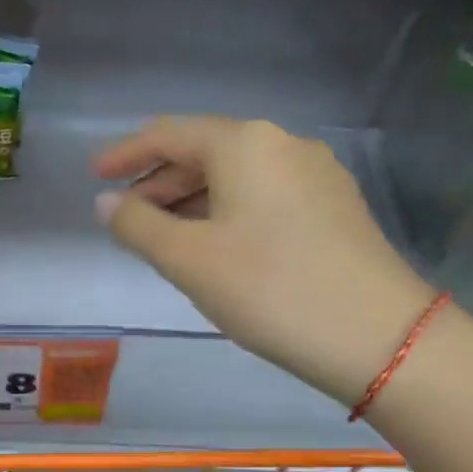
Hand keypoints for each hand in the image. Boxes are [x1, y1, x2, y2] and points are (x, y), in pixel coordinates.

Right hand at [93, 117, 434, 404]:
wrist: (379, 337)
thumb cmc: (270, 289)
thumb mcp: (189, 259)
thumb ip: (138, 225)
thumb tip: (106, 203)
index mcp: (244, 144)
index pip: (168, 134)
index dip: (125, 153)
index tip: (94, 175)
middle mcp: (283, 144)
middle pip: (204, 151)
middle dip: (158, 180)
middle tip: (123, 215)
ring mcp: (316, 174)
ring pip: (235, 176)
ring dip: (191, 199)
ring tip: (162, 235)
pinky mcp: (334, 207)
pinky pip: (263, 195)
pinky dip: (226, 211)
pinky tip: (215, 244)